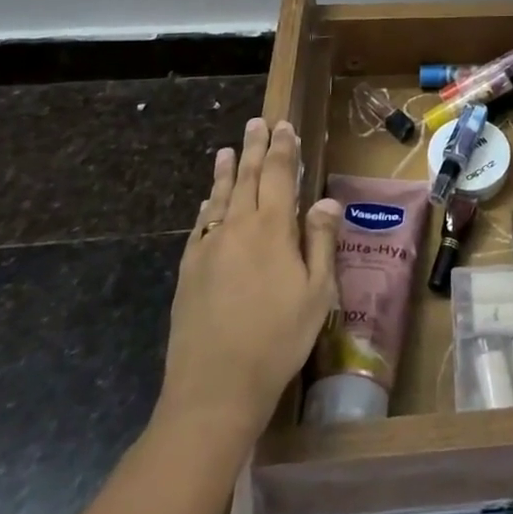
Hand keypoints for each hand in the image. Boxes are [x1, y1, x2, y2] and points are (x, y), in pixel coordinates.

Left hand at [154, 117, 342, 438]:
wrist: (214, 390)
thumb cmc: (277, 340)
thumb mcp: (316, 293)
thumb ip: (320, 241)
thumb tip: (325, 199)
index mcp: (272, 228)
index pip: (278, 174)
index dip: (283, 147)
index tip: (284, 125)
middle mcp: (237, 227)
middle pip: (247, 176)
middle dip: (254, 147)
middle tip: (256, 123)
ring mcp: (208, 248)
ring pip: (219, 197)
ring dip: (227, 171)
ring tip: (228, 150)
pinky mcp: (188, 271)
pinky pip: (200, 226)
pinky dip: (207, 206)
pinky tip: (209, 202)